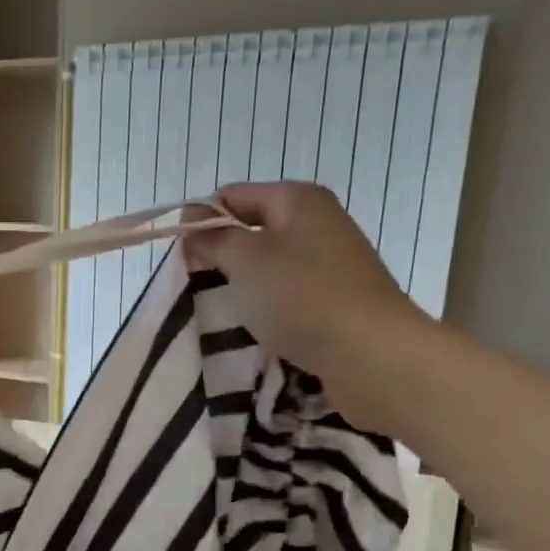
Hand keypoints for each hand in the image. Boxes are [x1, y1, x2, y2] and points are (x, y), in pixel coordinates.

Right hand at [185, 182, 435, 431]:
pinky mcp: (338, 300)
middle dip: (221, 255)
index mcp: (298, 200)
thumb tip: (195, 230)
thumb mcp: (245, 261)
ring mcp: (333, 263)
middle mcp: (319, 223)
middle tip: (194, 285)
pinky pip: (289, 294)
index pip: (233, 196)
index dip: (200, 219)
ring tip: (221, 310)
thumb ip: (214, 240)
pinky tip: (255, 328)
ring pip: (271, 265)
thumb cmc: (301, 297)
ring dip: (243, 286)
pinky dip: (268, 307)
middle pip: (253, 230)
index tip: (178, 256)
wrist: (371, 354)